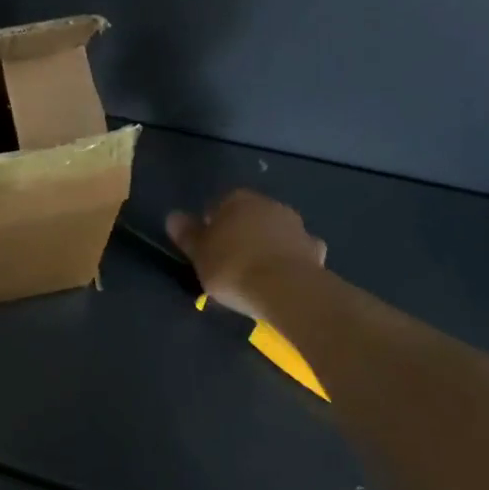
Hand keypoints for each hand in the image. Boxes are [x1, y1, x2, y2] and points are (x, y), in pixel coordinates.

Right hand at [167, 190, 326, 315]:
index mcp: (238, 200)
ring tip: (255, 273)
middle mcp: (269, 205)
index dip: (210, 226)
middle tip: (228, 261)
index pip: (218, 206)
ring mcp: (296, 226)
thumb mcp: (199, 254)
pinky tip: (282, 278)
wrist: (286, 289)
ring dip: (266, 245)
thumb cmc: (233, 266)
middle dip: (240, 234)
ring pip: (274, 232)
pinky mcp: (314, 250)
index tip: (206, 249)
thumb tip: (173, 216)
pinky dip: (289, 260)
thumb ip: (186, 234)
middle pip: (249, 217)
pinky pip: (296, 252)